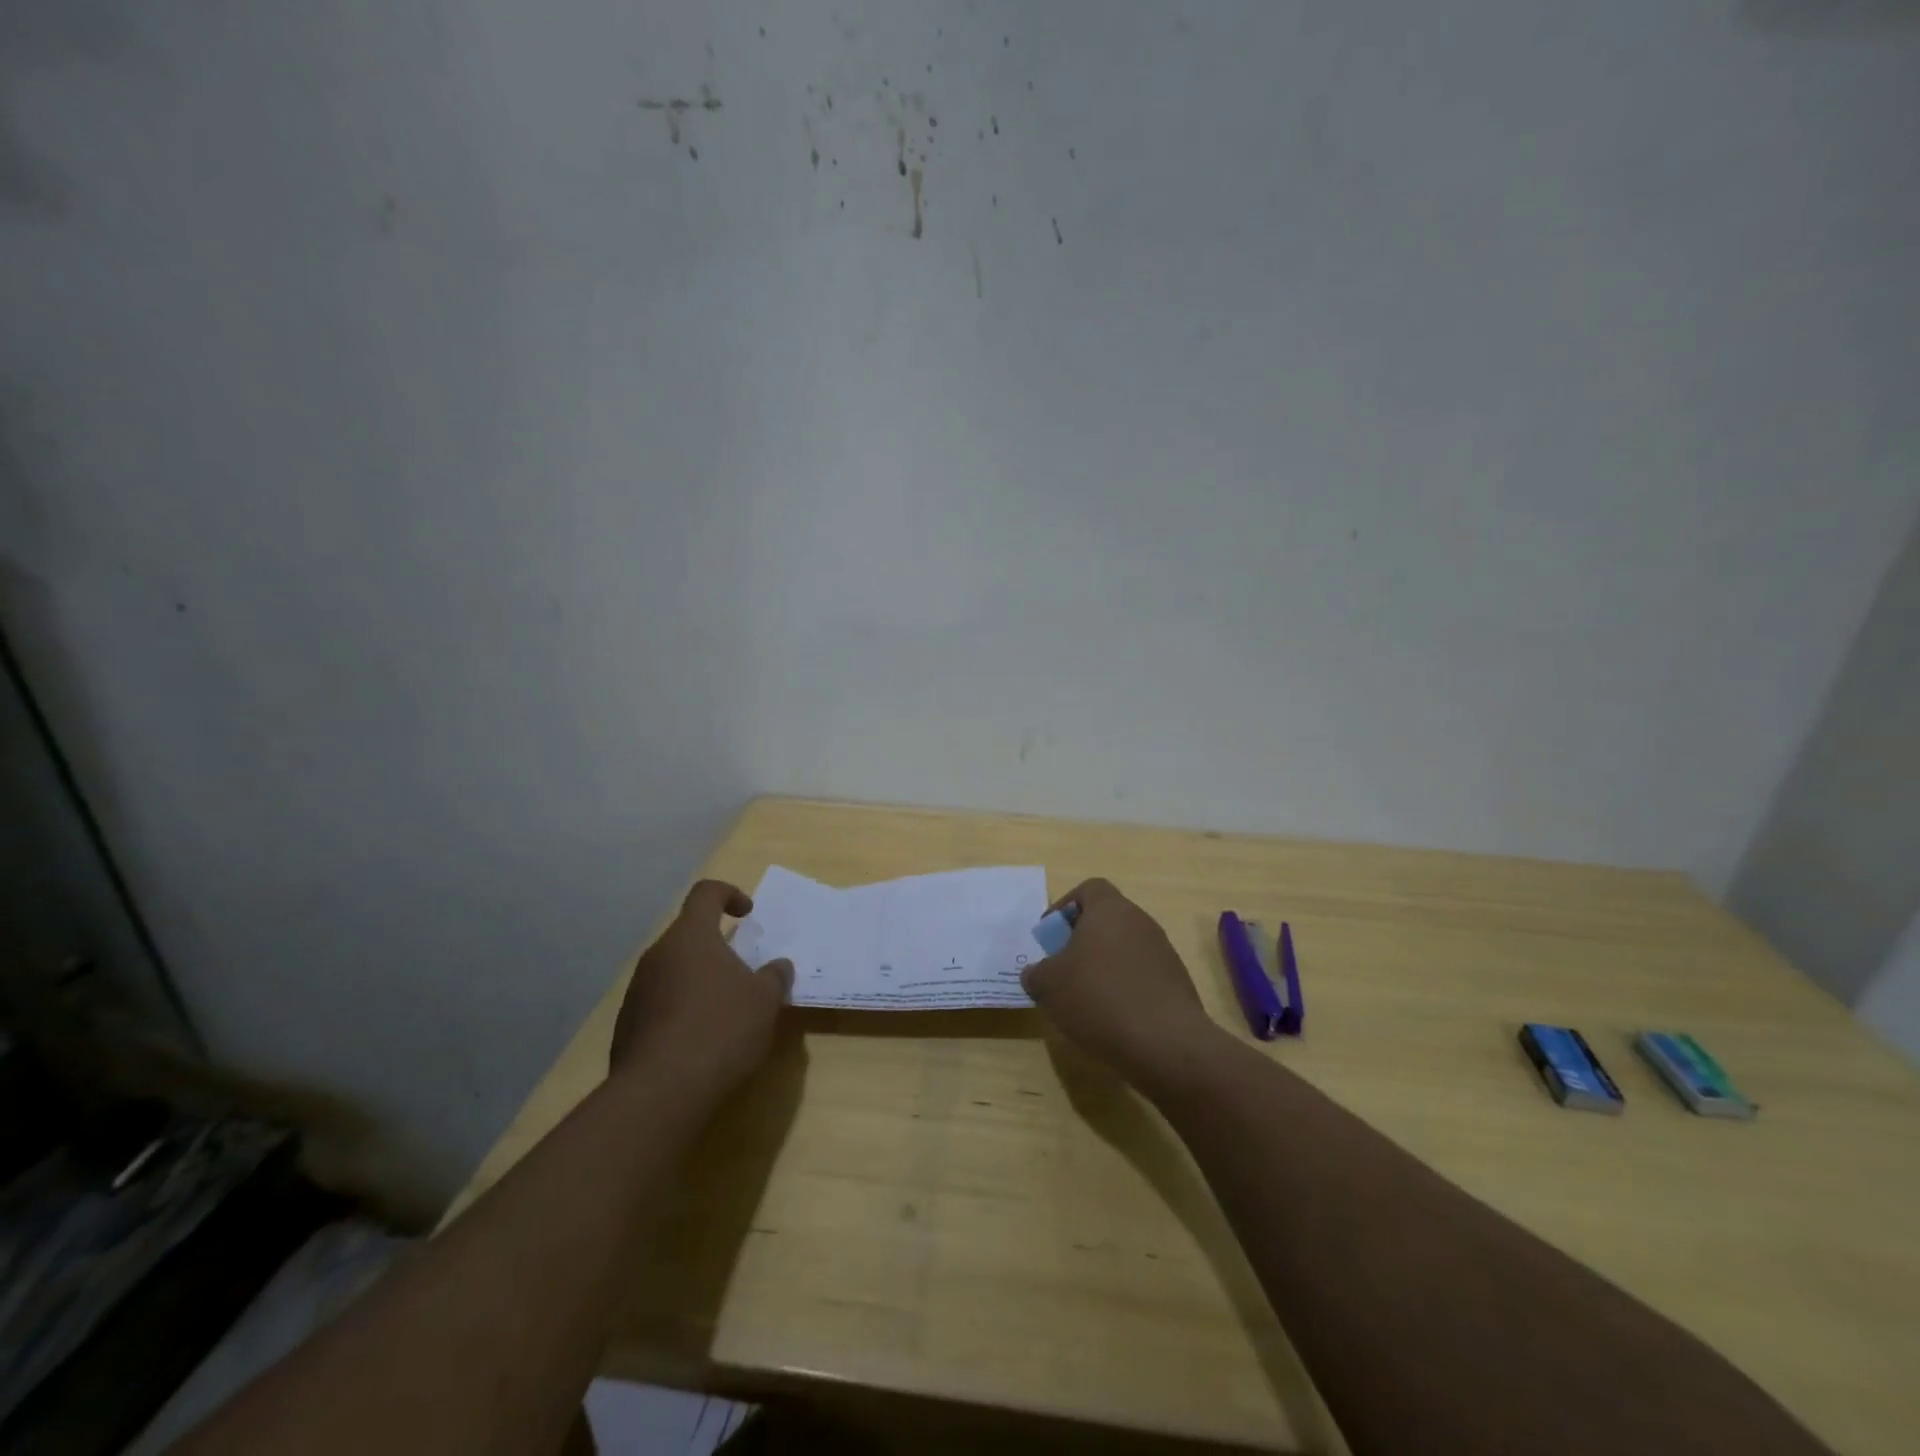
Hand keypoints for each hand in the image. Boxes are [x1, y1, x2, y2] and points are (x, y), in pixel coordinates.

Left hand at [610, 880, 792, 1093]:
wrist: (660, 1093)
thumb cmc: (721, 1029)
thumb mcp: (765, 1001)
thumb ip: (774, 976)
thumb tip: (778, 966)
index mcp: (691, 936)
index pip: (706, 893)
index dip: (729, 894)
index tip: (747, 914)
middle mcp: (658, 955)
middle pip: (688, 934)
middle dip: (716, 946)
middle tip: (742, 971)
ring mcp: (637, 991)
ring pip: (673, 970)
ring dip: (698, 980)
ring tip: (724, 1010)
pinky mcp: (626, 1026)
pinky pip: (660, 1003)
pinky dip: (681, 1010)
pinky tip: (701, 1041)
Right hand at [1021, 878, 1218, 1092]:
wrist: (1166, 1042)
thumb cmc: (1099, 998)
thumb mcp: (1048, 986)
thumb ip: (1035, 973)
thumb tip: (1037, 973)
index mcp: (1110, 909)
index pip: (1089, 890)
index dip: (1065, 908)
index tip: (1050, 937)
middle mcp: (1140, 922)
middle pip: (1106, 920)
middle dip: (1081, 942)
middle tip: (1063, 970)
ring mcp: (1163, 952)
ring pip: (1124, 949)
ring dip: (1103, 967)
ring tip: (1085, 1000)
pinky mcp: (1176, 983)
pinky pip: (1141, 976)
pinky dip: (1124, 989)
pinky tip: (1112, 1018)